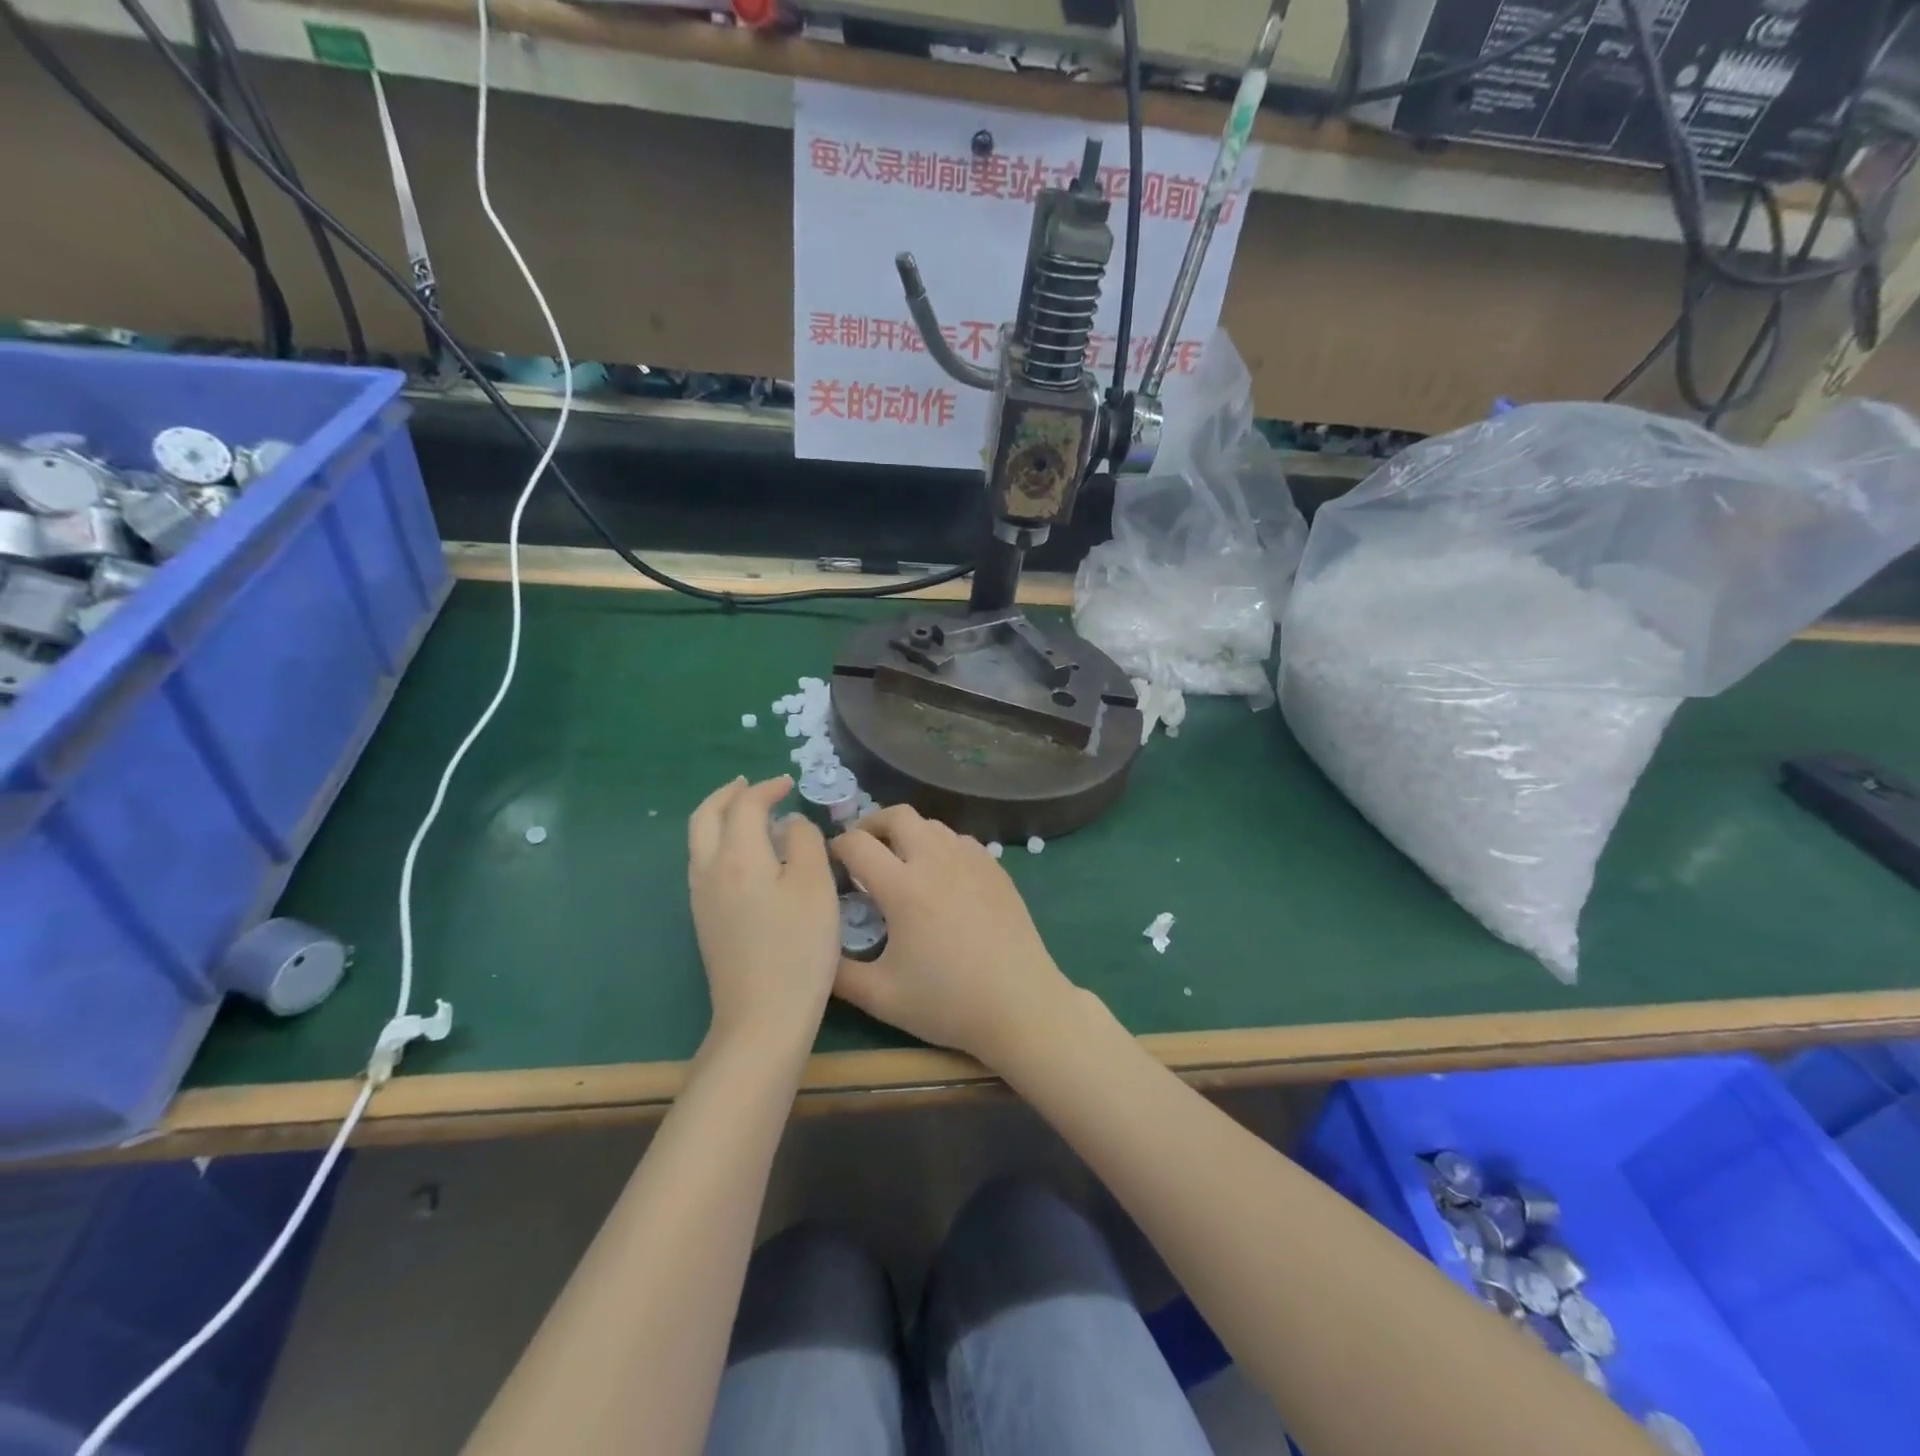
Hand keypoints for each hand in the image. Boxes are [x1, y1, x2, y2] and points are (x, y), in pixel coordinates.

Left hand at [688, 776, 840, 1049]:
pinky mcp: (705, 921)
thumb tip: (791, 823)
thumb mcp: (815, 886)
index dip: (767, 788)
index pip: (745, 805)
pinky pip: (704, 864)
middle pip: (705, 817)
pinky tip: (747, 856)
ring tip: (749, 815)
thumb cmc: (798, 948)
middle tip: (753, 786)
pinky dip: (721, 843)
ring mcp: (701, 898)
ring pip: (700, 841)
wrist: (763, 1017)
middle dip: (728, 795)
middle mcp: (709, 870)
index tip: (790, 783)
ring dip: (721, 818)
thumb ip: (805, 842)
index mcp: (738, 856)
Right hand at [830, 805, 1077, 1069]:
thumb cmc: (947, 1003)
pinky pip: (960, 840)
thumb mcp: (881, 997)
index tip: (831, 864)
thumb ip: (838, 972)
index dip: (835, 847)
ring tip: (900, 863)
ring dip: (907, 834)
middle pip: (897, 815)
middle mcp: (936, 860)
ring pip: (931, 824)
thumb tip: (815, 949)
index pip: (857, 844)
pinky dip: (940, 846)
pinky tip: (941, 877)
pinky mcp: (996, 868)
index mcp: (903, 887)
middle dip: (871, 825)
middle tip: (863, 851)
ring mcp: (971, 860)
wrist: (1020, 1005)